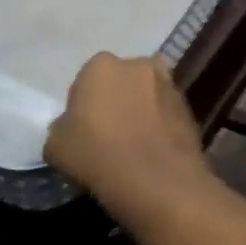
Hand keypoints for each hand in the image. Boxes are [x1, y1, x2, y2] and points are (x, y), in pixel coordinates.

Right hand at [45, 53, 211, 220]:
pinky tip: (153, 151)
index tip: (83, 129)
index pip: (87, 80)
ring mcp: (169, 84)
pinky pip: (166, 114)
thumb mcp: (55, 146)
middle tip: (109, 133)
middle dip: (117, 100)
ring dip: (142, 110)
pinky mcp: (190, 107)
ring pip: (148, 95)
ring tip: (134, 144)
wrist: (156, 179)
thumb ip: (62, 127)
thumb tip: (72, 127)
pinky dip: (161, 125)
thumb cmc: (97, 155)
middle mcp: (139, 64)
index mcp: (101, 65)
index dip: (84, 105)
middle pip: (122, 81)